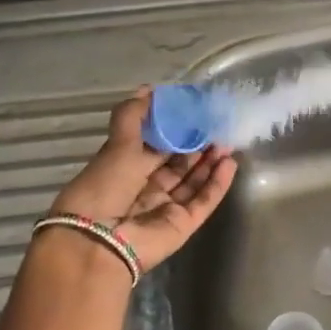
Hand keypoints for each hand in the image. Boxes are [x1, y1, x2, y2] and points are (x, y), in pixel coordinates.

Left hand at [50, 91, 236, 270]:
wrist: (100, 241)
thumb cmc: (104, 187)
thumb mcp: (117, 145)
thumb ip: (133, 117)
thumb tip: (147, 89)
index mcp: (125, 169)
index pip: (156, 147)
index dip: (175, 130)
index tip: (194, 113)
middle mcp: (146, 189)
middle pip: (178, 164)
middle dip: (197, 145)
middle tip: (217, 126)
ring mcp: (166, 208)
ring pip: (194, 181)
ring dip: (210, 162)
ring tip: (227, 141)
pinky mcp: (183, 224)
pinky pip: (204, 201)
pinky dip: (217, 183)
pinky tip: (230, 163)